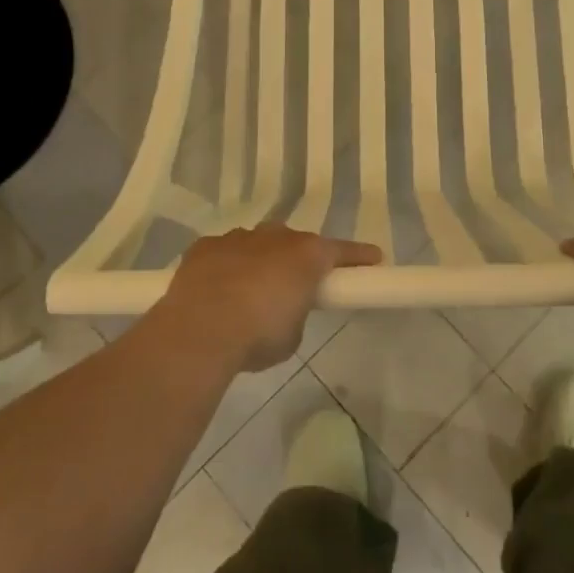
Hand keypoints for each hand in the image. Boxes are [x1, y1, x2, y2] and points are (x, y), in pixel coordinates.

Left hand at [154, 224, 381, 372]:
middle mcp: (275, 237)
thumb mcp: (292, 335)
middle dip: (298, 260)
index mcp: (306, 255)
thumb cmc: (258, 335)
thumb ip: (297, 312)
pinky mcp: (205, 246)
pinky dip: (227, 267)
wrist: (199, 330)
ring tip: (250, 294)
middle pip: (295, 243)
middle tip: (296, 286)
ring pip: (258, 244)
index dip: (359, 256)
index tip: (374, 259)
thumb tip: (285, 307)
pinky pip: (225, 253)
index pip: (342, 251)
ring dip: (260, 262)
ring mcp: (238, 238)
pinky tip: (218, 290)